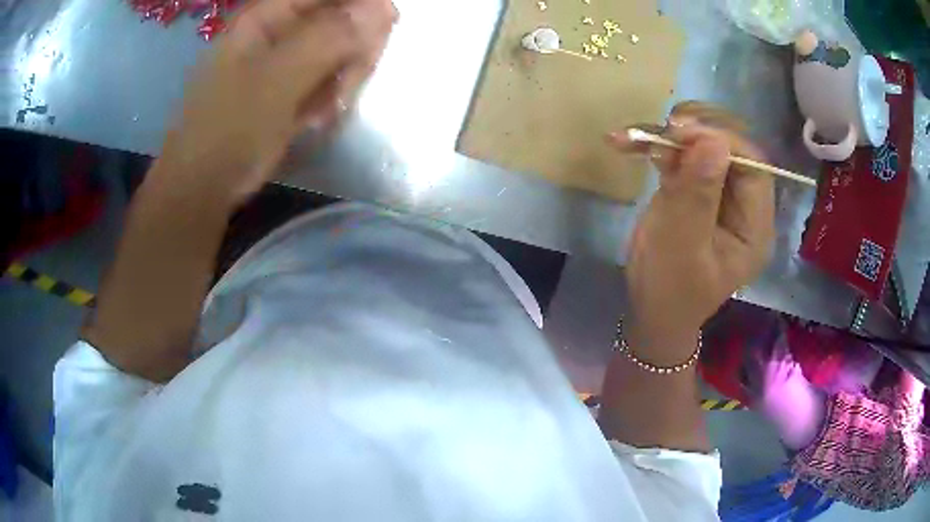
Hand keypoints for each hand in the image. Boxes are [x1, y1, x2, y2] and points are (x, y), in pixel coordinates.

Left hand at [154, 0, 396, 205]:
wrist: (203, 187)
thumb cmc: (229, 129)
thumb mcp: (277, 79)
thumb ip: (330, 38)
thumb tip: (383, 6)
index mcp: (268, 15)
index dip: (363, 3)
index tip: (386, 25)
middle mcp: (281, 30)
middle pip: (342, 17)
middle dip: (354, 47)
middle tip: (345, 83)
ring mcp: (287, 60)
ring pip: (341, 49)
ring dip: (344, 76)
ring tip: (328, 107)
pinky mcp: (293, 86)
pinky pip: (331, 76)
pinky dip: (332, 96)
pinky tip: (318, 117)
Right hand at [611, 103, 775, 363]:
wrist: (650, 309)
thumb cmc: (669, 291)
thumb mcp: (681, 248)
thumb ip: (697, 196)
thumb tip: (712, 141)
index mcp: (755, 226)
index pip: (753, 166)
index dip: (723, 140)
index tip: (681, 133)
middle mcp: (745, 204)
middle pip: (733, 146)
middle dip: (698, 131)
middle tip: (662, 131)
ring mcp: (721, 193)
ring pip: (707, 142)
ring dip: (673, 134)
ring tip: (638, 139)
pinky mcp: (698, 187)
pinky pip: (684, 153)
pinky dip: (656, 144)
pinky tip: (627, 143)